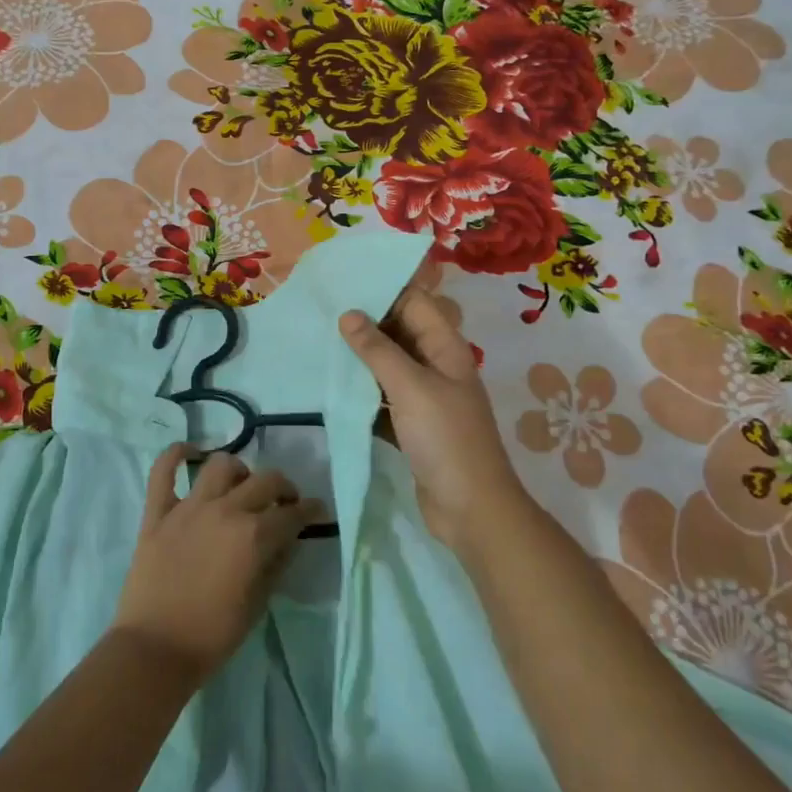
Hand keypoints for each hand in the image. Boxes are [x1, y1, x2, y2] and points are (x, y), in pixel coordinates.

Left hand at [110, 446, 327, 685]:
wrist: (154, 650)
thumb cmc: (212, 636)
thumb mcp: (258, 605)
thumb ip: (276, 565)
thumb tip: (288, 539)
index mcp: (253, 536)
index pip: (292, 513)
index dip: (310, 510)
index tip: (317, 510)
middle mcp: (225, 510)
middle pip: (264, 480)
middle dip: (283, 487)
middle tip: (284, 501)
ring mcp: (188, 507)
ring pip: (220, 465)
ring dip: (239, 470)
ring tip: (241, 486)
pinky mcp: (157, 512)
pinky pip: (163, 470)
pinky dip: (176, 454)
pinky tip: (190, 452)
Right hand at [340, 288, 530, 551]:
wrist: (471, 509)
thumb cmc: (446, 439)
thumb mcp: (411, 387)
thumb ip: (378, 350)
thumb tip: (349, 314)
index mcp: (446, 348)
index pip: (415, 303)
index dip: (384, 290)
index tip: (344, 282)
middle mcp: (437, 366)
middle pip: (400, 332)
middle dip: (366, 322)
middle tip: (323, 311)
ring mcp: (426, 398)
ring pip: (389, 366)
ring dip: (361, 357)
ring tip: (321, 341)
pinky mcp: (412, 425)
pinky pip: (383, 397)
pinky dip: (362, 391)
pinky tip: (333, 385)